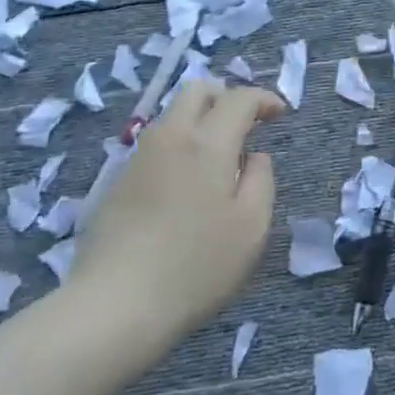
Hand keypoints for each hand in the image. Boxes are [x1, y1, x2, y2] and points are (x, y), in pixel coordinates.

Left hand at [74, 81, 283, 340]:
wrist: (115, 305)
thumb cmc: (196, 266)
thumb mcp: (251, 228)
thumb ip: (261, 181)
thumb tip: (255, 157)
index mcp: (207, 144)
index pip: (238, 98)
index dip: (263, 99)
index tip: (280, 114)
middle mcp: (170, 138)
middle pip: (196, 90)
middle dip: (226, 95)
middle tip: (246, 123)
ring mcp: (138, 158)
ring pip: (172, 115)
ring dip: (200, 120)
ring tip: (218, 157)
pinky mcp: (117, 182)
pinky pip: (155, 145)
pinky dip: (178, 146)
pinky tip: (186, 185)